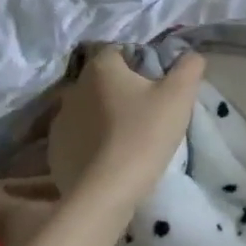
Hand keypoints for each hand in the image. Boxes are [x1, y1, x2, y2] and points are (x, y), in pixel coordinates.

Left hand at [47, 48, 205, 203]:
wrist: (105, 193)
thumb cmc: (144, 134)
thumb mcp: (180, 95)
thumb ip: (189, 66)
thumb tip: (191, 55)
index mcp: (101, 69)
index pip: (120, 51)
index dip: (140, 63)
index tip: (157, 83)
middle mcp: (73, 88)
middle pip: (103, 81)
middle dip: (122, 90)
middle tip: (148, 110)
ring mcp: (59, 122)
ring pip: (89, 109)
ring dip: (105, 116)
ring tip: (128, 136)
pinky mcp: (54, 152)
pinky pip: (78, 137)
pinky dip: (92, 142)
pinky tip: (110, 157)